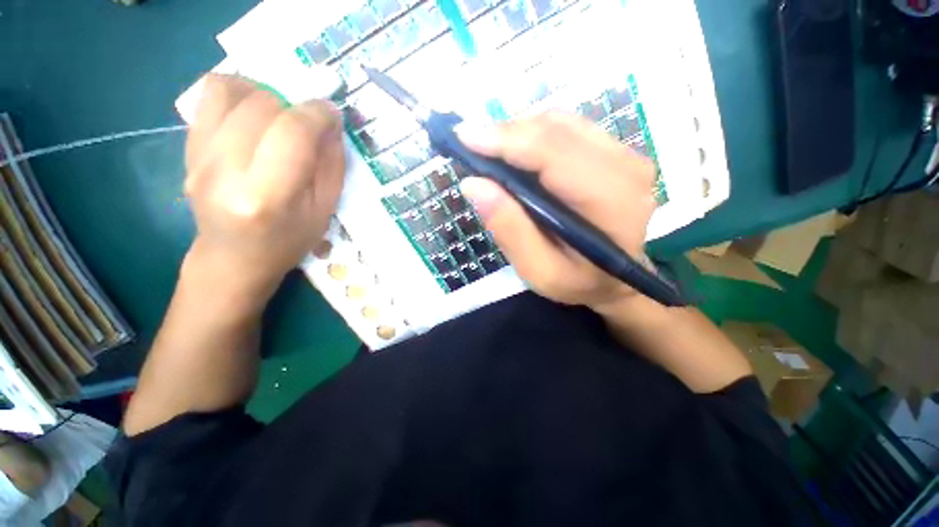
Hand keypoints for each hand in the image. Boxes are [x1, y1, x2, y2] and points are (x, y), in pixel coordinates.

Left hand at [184, 74, 344, 298]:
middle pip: (262, 106)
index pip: (293, 132)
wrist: (234, 257)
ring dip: (265, 94)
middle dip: (295, 106)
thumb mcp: (325, 210)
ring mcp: (199, 157)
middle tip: (307, 124)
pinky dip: (238, 93)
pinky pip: (208, 97)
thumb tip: (330, 122)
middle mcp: (225, 170)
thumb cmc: (289, 240)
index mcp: (268, 196)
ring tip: (279, 115)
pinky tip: (254, 114)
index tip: (331, 115)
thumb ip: (331, 164)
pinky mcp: (186, 148)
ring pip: (230, 91)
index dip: (318, 114)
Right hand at [458, 112, 656, 311]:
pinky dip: (535, 136)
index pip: (553, 152)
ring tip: (493, 154)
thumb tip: (473, 184)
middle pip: (556, 129)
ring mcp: (625, 154)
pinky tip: (518, 156)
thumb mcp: (538, 271)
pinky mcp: (616, 152)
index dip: (506, 140)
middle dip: (507, 133)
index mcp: (611, 202)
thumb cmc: (578, 281)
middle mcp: (626, 167)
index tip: (464, 138)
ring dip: (519, 134)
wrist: (616, 280)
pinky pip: (569, 129)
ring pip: (561, 123)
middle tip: (473, 147)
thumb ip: (509, 229)